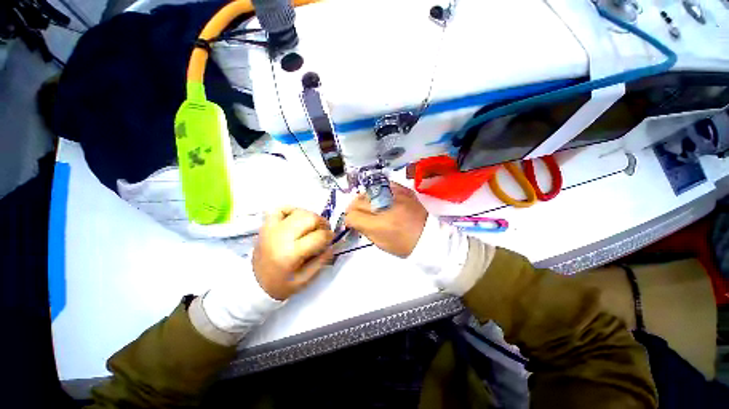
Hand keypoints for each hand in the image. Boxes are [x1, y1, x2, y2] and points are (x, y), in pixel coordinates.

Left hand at [253, 207, 333, 299]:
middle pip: (310, 218)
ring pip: (299, 211)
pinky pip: (282, 208)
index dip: (329, 236)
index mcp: (290, 254)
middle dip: (322, 223)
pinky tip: (297, 219)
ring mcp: (272, 228)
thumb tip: (331, 244)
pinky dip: (293, 210)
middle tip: (324, 231)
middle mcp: (281, 237)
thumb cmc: (281, 284)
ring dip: (311, 217)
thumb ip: (321, 261)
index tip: (331, 239)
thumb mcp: (304, 280)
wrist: (252, 284)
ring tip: (312, 227)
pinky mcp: (266, 225)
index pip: (318, 236)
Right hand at [345, 182, 427, 257]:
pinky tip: (378, 198)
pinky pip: (383, 185)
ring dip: (363, 199)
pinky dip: (377, 191)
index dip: (348, 219)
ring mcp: (395, 195)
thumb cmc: (404, 245)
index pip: (353, 215)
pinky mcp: (404, 190)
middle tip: (356, 213)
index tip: (351, 222)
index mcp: (380, 225)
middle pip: (358, 201)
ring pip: (368, 191)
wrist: (429, 236)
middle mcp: (386, 206)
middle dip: (353, 208)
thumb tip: (353, 220)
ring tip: (366, 205)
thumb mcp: (381, 243)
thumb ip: (364, 229)